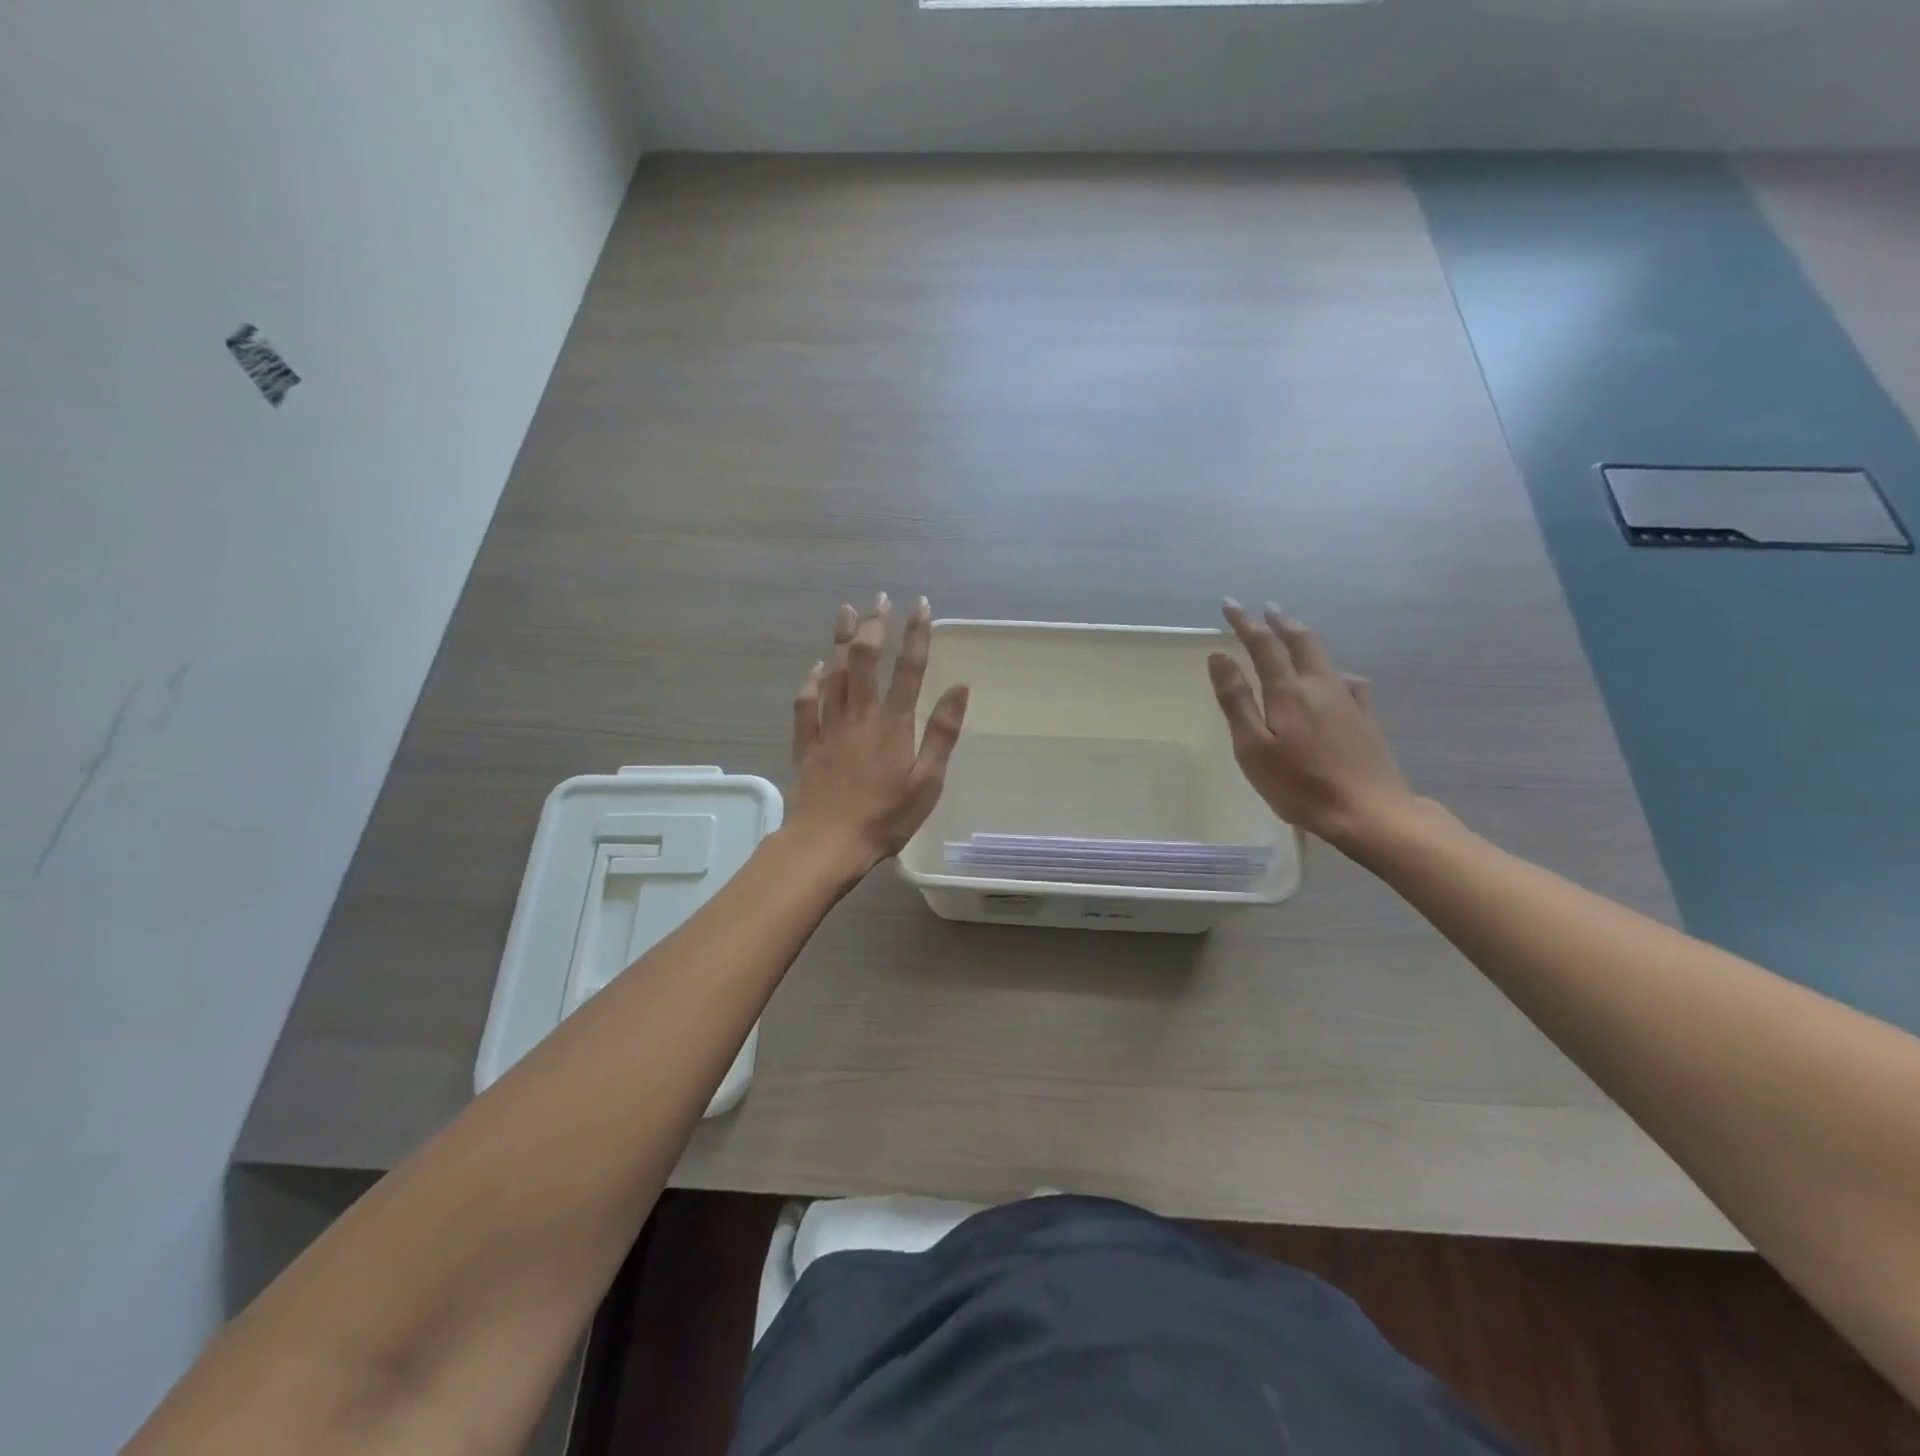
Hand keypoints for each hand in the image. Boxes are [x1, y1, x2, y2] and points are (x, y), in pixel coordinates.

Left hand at [785, 593, 969, 877]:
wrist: (827, 843)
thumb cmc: (886, 817)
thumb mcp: (927, 781)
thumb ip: (942, 733)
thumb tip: (959, 687)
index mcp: (894, 724)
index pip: (909, 669)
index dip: (916, 635)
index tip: (920, 605)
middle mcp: (860, 715)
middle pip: (865, 660)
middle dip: (874, 626)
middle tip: (879, 600)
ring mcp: (830, 727)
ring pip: (834, 673)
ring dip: (842, 640)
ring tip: (847, 611)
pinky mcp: (807, 743)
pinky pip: (807, 703)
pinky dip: (812, 681)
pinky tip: (816, 667)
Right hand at [1208, 600, 1416, 849]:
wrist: (1367, 812)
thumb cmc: (1298, 784)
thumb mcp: (1252, 747)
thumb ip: (1236, 700)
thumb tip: (1219, 657)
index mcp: (1288, 691)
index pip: (1263, 645)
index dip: (1245, 622)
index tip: (1229, 604)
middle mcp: (1319, 685)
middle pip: (1300, 641)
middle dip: (1280, 622)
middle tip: (1266, 608)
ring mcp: (1347, 700)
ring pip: (1324, 657)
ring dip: (1304, 639)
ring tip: (1293, 633)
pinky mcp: (1364, 718)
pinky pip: (1348, 681)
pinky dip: (1332, 670)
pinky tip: (1336, 679)